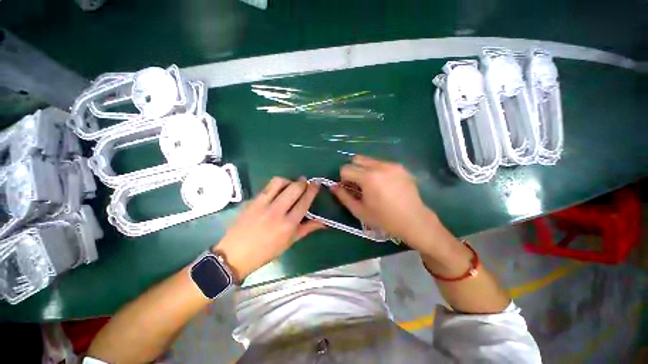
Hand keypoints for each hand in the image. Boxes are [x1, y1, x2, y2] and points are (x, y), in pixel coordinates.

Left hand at [213, 177, 324, 282]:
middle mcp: (277, 212)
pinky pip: (267, 186)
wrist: (235, 254)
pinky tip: (278, 189)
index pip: (304, 202)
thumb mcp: (289, 242)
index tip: (316, 184)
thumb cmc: (266, 252)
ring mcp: (263, 205)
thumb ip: (307, 229)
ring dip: (289, 180)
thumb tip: (323, 222)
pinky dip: (276, 184)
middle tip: (305, 182)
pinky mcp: (253, 201)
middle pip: (294, 189)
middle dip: (303, 182)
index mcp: (288, 225)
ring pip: (280, 182)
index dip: (312, 190)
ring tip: (290, 185)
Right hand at [331, 155, 440, 249]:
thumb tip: (332, 186)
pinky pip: (381, 163)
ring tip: (371, 184)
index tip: (349, 188)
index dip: (343, 178)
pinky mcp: (400, 167)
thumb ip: (343, 196)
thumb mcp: (359, 210)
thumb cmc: (384, 219)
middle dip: (353, 170)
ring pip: (369, 160)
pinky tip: (383, 184)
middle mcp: (380, 166)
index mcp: (368, 178)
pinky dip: (376, 170)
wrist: (414, 220)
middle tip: (358, 185)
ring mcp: (392, 165)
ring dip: (364, 169)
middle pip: (357, 159)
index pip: (346, 168)